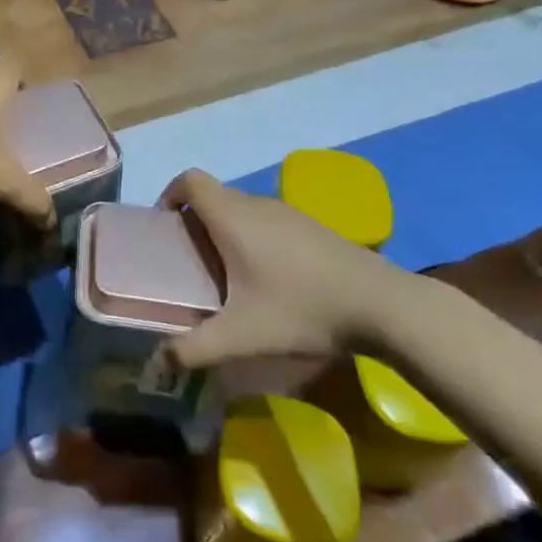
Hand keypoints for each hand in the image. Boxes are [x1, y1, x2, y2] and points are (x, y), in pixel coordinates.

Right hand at [158, 168, 418, 369]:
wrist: (382, 304)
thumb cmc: (302, 309)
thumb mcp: (243, 335)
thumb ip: (195, 348)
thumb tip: (159, 361)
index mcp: (232, 216)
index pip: (190, 179)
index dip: (170, 194)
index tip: (166, 227)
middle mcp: (256, 204)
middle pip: (214, 196)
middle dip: (195, 221)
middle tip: (191, 261)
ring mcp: (288, 212)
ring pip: (242, 209)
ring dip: (226, 230)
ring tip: (227, 274)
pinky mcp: (311, 226)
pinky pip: (267, 220)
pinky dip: (254, 237)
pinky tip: (270, 279)